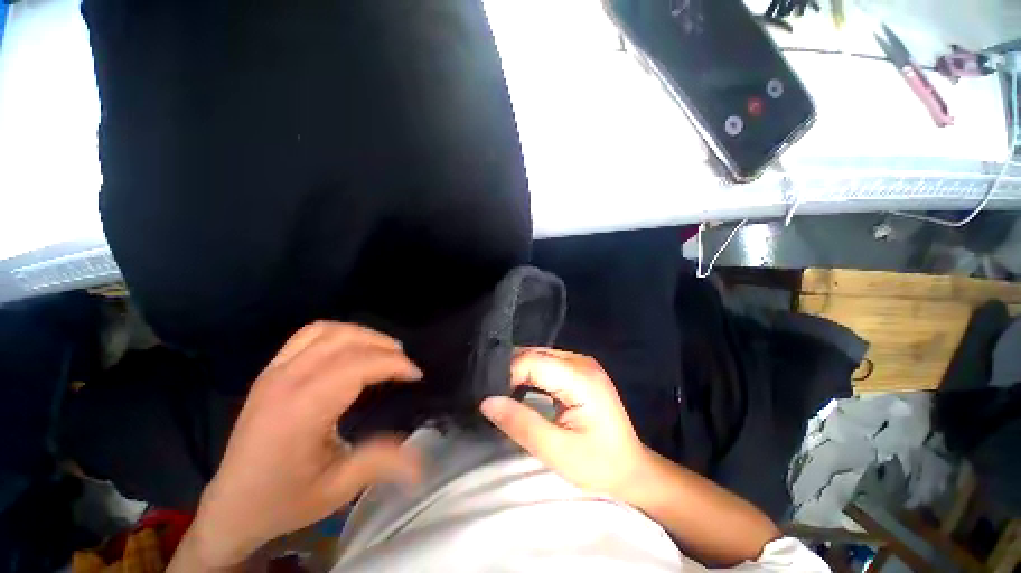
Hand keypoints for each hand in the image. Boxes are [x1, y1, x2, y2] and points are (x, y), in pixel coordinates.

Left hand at [180, 322, 423, 569]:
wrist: (231, 507)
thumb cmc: (283, 501)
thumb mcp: (336, 490)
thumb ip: (380, 464)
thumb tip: (421, 460)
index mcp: (302, 410)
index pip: (358, 366)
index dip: (393, 364)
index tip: (416, 375)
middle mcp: (287, 381)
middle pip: (346, 342)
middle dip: (384, 347)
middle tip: (404, 364)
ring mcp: (275, 371)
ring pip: (328, 331)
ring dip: (363, 335)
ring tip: (384, 351)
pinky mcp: (270, 370)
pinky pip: (308, 334)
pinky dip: (338, 332)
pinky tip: (351, 347)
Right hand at [480, 348, 650, 504]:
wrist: (632, 469)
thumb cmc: (598, 465)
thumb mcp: (557, 451)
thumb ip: (521, 423)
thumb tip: (487, 401)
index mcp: (581, 377)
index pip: (532, 361)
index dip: (507, 374)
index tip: (491, 397)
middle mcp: (581, 361)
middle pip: (535, 354)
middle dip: (510, 371)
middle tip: (493, 395)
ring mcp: (582, 363)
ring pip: (539, 356)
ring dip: (519, 372)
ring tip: (502, 392)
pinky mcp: (579, 369)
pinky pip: (547, 363)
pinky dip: (531, 374)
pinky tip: (521, 388)